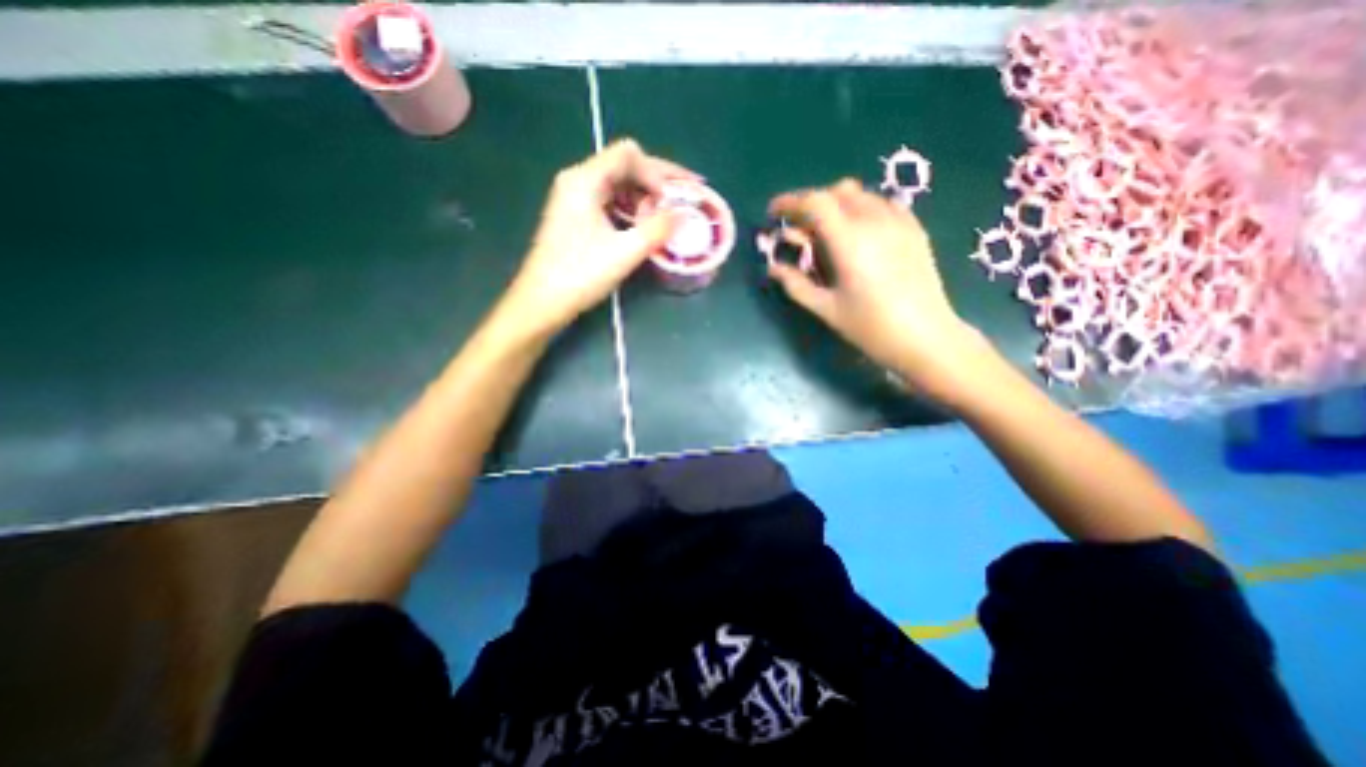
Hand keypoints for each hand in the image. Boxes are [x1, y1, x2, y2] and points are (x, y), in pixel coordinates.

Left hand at [501, 137, 698, 334]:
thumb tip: (683, 215)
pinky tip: (647, 224)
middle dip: (657, 180)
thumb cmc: (579, 276)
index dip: (657, 172)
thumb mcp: (624, 252)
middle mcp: (578, 181)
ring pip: (619, 184)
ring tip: (670, 213)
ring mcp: (575, 199)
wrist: (542, 301)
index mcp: (584, 180)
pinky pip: (611, 201)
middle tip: (687, 195)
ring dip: (646, 196)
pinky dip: (632, 208)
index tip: (672, 199)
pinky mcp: (577, 216)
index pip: (628, 154)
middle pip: (624, 165)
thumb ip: (657, 229)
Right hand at [766, 178, 993, 400]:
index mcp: (849, 242)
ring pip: (860, 194)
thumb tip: (773, 268)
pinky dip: (861, 209)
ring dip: (835, 204)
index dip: (789, 202)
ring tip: (826, 232)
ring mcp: (899, 222)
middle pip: (836, 191)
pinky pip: (882, 203)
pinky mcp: (914, 229)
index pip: (815, 203)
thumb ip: (795, 284)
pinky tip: (857, 233)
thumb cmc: (870, 328)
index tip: (773, 213)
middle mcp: (874, 222)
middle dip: (810, 204)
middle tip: (798, 229)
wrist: (925, 337)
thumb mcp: (826, 308)